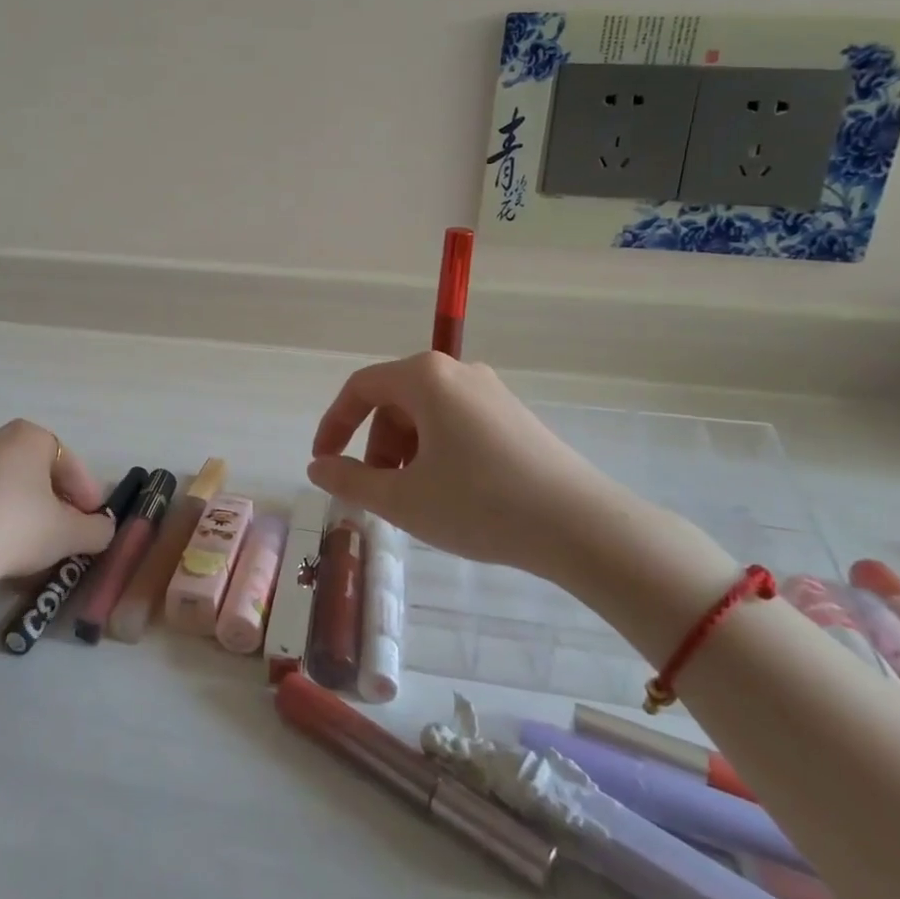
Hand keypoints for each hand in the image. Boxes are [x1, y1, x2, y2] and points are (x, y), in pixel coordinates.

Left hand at [0, 420, 115, 636]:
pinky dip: (1, 517)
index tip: (94, 521)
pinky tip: (6, 546)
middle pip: (40, 470)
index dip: (87, 493)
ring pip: (12, 484)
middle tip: (69, 531)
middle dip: (58, 499)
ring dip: (30, 509)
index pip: (70, 462)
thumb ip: (97, 530)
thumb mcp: (70, 533)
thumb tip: (104, 530)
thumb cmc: (19, 527)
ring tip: (39, 543)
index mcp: (31, 435)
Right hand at [305, 353, 633, 583]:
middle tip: (377, 492)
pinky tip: (451, 493)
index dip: (334, 424)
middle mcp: (457, 372)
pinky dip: (436, 452)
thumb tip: (317, 467)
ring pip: (426, 414)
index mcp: (424, 378)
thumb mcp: (403, 498)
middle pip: (394, 401)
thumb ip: (350, 479)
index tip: (323, 462)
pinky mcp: (514, 415)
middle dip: (375, 445)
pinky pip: (456, 423)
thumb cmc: (480, 505)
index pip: (360, 388)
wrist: (582, 526)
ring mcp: (490, 391)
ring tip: (415, 499)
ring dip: (406, 452)